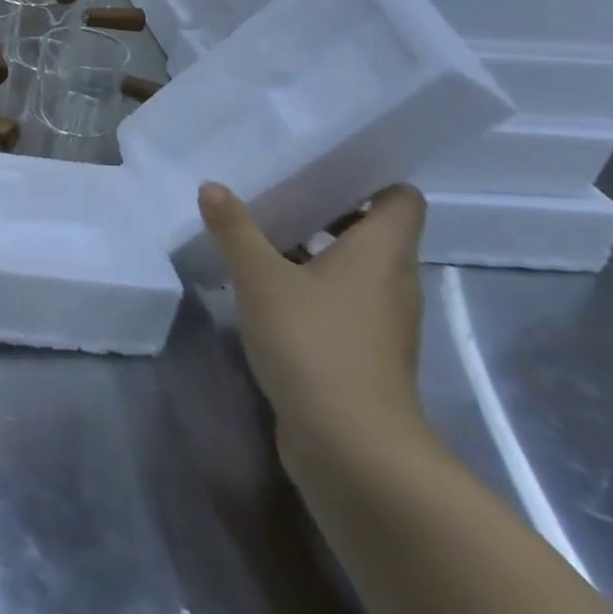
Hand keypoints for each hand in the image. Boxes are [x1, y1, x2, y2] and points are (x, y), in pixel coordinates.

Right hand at [198, 181, 429, 460]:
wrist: (353, 450)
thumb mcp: (261, 278)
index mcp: (382, 253)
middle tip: (277, 189)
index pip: (400, 198)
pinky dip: (312, 288)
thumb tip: (212, 186)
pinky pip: (341, 303)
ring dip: (314, 250)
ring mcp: (381, 323)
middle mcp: (392, 282)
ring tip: (262, 233)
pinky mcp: (363, 355)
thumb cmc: (315, 344)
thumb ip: (235, 229)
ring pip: (353, 268)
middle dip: (327, 209)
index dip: (369, 177)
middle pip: (372, 230)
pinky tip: (266, 288)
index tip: (323, 162)